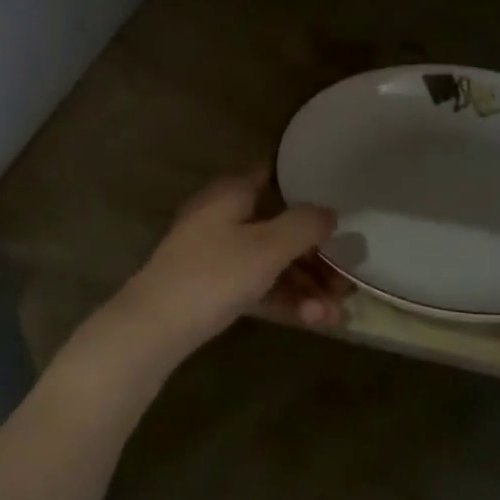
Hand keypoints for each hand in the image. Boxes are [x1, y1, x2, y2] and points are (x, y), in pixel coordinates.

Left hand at [116, 167, 336, 356]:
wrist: (153, 327)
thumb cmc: (214, 274)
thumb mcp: (268, 247)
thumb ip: (304, 225)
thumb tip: (329, 213)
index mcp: (231, 193)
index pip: (271, 172)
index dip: (304, 183)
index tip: (337, 200)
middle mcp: (223, 217)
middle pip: (279, 226)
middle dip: (316, 256)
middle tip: (345, 282)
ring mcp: (216, 253)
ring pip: (271, 261)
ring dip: (306, 285)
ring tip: (335, 314)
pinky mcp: (213, 286)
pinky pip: (257, 284)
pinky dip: (284, 298)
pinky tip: (313, 320)